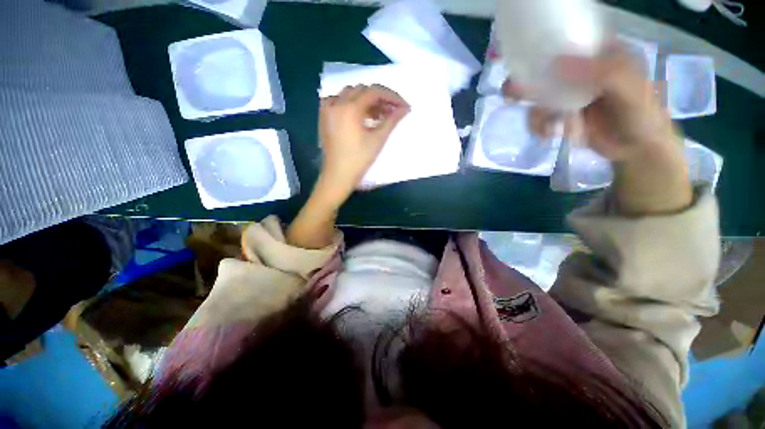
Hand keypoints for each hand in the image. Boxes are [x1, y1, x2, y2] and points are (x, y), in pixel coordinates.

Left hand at [317, 84, 409, 206]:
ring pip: (350, 94)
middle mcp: (336, 103)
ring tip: (377, 116)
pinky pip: (338, 102)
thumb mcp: (378, 140)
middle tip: (392, 112)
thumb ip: (392, 121)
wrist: (338, 176)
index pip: (374, 92)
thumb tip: (405, 109)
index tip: (403, 106)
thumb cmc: (359, 160)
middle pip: (362, 90)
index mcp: (349, 108)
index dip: (391, 96)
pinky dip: (351, 104)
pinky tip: (359, 116)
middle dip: (379, 99)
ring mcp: (327, 110)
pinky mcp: (324, 118)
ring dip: (366, 101)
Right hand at [503, 45, 676, 161]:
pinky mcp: (561, 114)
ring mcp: (569, 94)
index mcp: (599, 54)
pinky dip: (538, 127)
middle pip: (545, 71)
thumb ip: (602, 73)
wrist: (636, 149)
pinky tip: (547, 135)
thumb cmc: (640, 115)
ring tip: (547, 129)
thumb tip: (556, 65)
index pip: (567, 42)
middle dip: (526, 84)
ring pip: (539, 98)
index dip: (543, 48)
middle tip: (511, 95)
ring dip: (536, 114)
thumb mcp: (630, 89)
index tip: (524, 63)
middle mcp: (581, 71)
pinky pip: (539, 117)